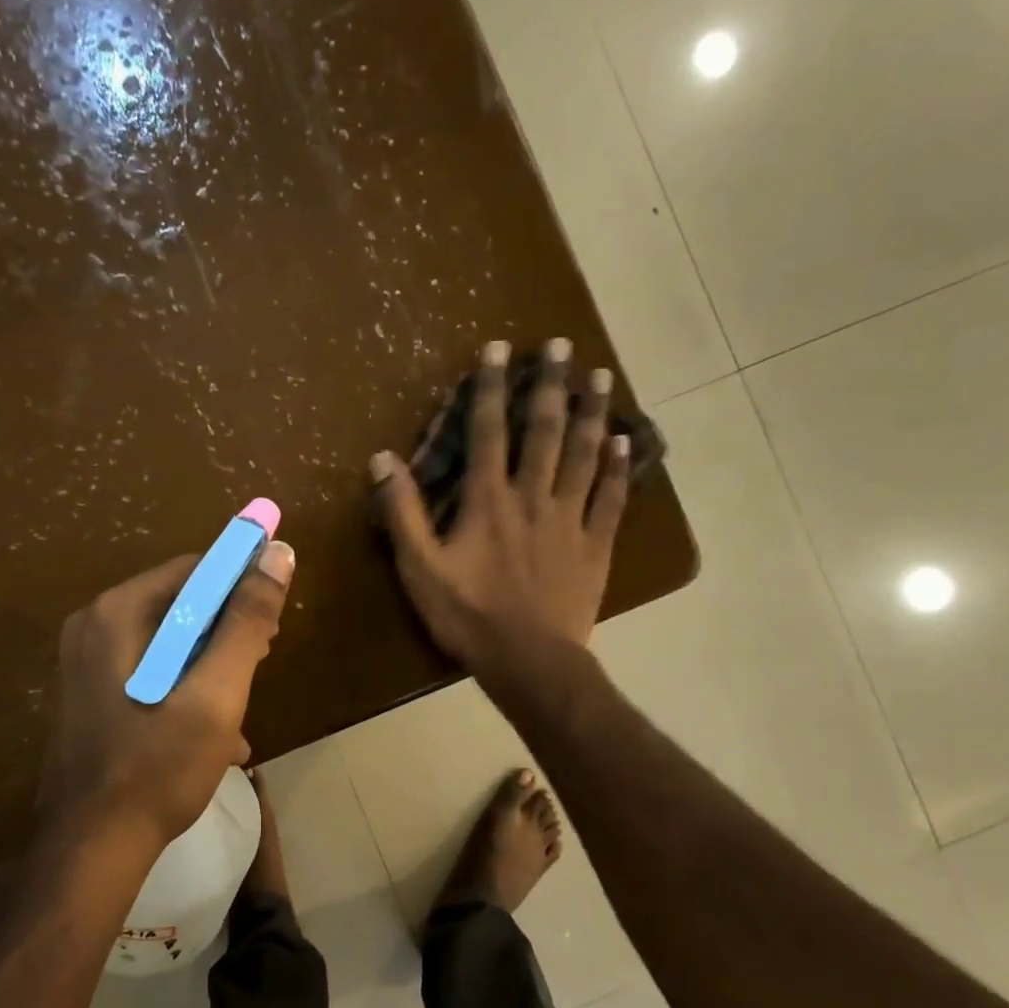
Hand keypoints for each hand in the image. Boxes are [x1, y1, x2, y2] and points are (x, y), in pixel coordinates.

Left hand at [37, 542, 295, 849]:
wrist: (92, 848)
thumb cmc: (159, 765)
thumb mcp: (217, 692)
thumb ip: (247, 621)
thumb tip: (279, 552)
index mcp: (119, 613)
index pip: (195, 569)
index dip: (243, 583)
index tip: (274, 621)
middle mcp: (95, 625)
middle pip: (181, 603)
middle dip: (228, 631)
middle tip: (261, 664)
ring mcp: (87, 662)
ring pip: (170, 641)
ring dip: (212, 665)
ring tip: (240, 706)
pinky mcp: (92, 693)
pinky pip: (152, 669)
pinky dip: (186, 687)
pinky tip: (214, 733)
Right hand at [370, 337, 628, 676]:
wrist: (529, 662)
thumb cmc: (469, 616)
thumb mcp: (420, 568)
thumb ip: (402, 512)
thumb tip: (382, 458)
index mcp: (488, 501)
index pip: (487, 431)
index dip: (490, 388)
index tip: (498, 349)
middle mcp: (533, 498)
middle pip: (544, 432)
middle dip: (550, 385)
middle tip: (561, 346)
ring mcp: (570, 520)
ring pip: (585, 456)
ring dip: (592, 414)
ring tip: (601, 376)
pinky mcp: (596, 546)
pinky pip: (611, 500)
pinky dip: (618, 471)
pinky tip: (625, 444)